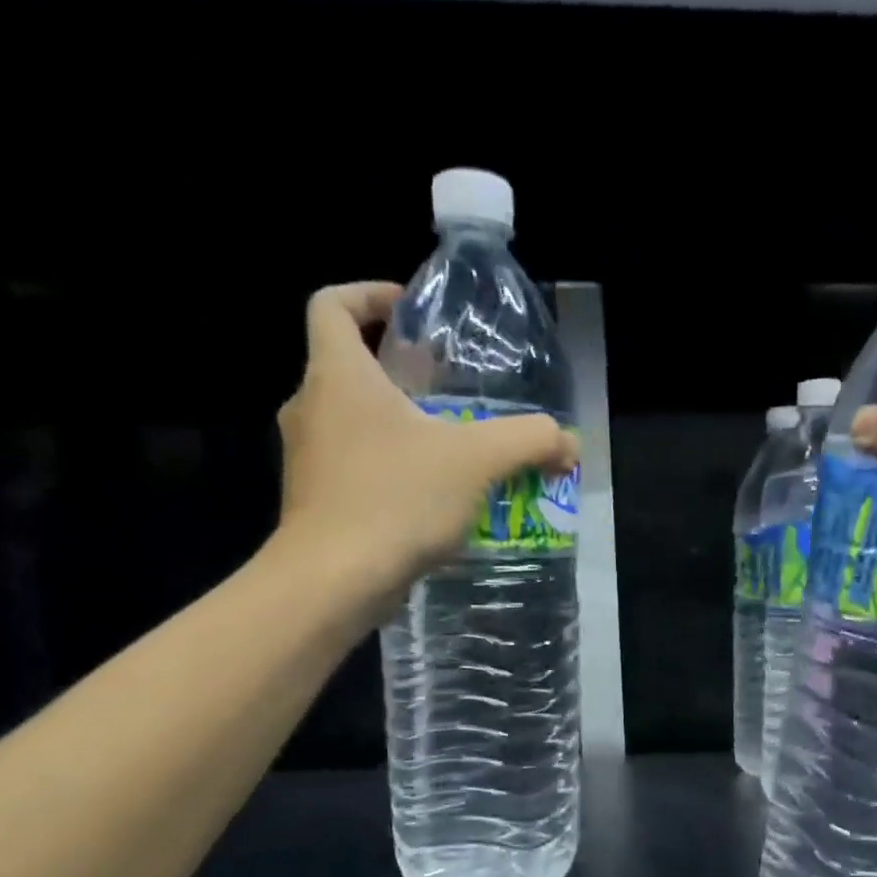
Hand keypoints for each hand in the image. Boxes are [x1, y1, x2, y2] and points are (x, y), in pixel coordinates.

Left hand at [274, 282, 578, 592]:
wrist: (333, 581)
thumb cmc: (396, 500)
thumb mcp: (477, 461)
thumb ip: (530, 440)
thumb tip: (569, 443)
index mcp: (338, 374)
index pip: (333, 305)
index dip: (369, 295)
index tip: (411, 313)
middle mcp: (311, 407)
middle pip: (349, 367)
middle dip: (400, 373)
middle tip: (451, 392)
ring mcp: (307, 459)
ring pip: (352, 423)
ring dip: (398, 427)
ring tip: (450, 452)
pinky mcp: (314, 503)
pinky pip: (354, 469)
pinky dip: (389, 471)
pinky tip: (430, 502)